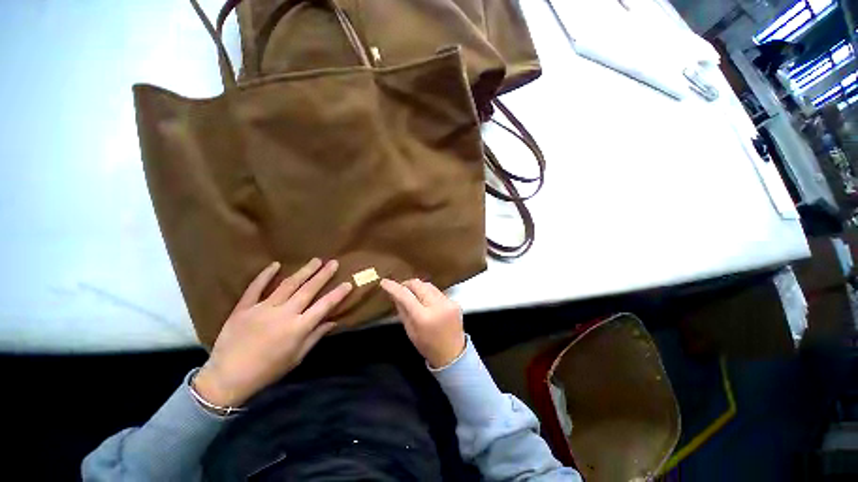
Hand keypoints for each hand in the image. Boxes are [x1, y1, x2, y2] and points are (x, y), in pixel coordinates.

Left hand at [194, 259, 351, 406]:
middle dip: (323, 275)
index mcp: (298, 328)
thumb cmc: (267, 370)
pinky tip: (275, 264)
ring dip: (304, 271)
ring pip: (287, 285)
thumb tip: (333, 321)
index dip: (338, 294)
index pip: (324, 306)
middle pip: (308, 290)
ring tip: (316, 260)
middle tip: (334, 262)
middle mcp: (284, 314)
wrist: (227, 378)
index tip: (348, 283)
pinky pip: (255, 288)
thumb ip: (315, 337)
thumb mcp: (296, 357)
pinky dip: (265, 275)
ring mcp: (263, 308)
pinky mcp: (244, 308)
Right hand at [380, 278, 465, 368]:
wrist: (453, 354)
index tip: (385, 282)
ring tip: (414, 295)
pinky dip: (430, 294)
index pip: (405, 296)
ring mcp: (448, 303)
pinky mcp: (455, 302)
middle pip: (418, 284)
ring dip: (419, 288)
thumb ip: (402, 310)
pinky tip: (427, 302)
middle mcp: (437, 306)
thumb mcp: (410, 331)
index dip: (393, 287)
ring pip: (429, 285)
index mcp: (423, 317)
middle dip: (407, 284)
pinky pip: (438, 292)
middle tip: (401, 288)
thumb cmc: (428, 346)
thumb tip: (395, 294)